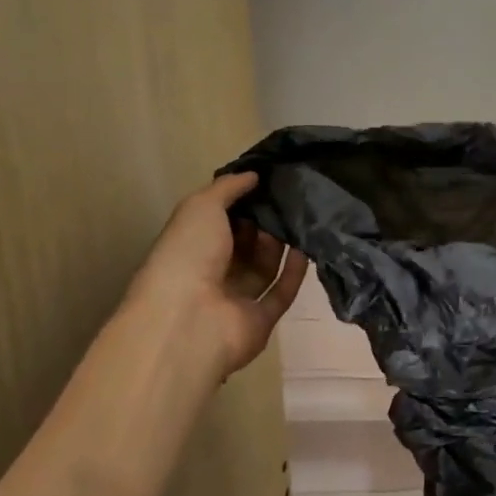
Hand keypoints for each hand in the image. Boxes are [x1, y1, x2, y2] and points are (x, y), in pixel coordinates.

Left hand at [128, 173, 306, 378]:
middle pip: (244, 246)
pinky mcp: (261, 320)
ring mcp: (236, 300)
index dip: (241, 204)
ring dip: (281, 245)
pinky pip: (281, 292)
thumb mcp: (201, 207)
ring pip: (264, 267)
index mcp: (189, 248)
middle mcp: (210, 274)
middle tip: (291, 200)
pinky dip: (295, 272)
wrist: (190, 320)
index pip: (218, 222)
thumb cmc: (187, 255)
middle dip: (265, 223)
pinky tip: (307, 248)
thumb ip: (228, 188)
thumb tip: (255, 175)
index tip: (269, 184)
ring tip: (303, 219)